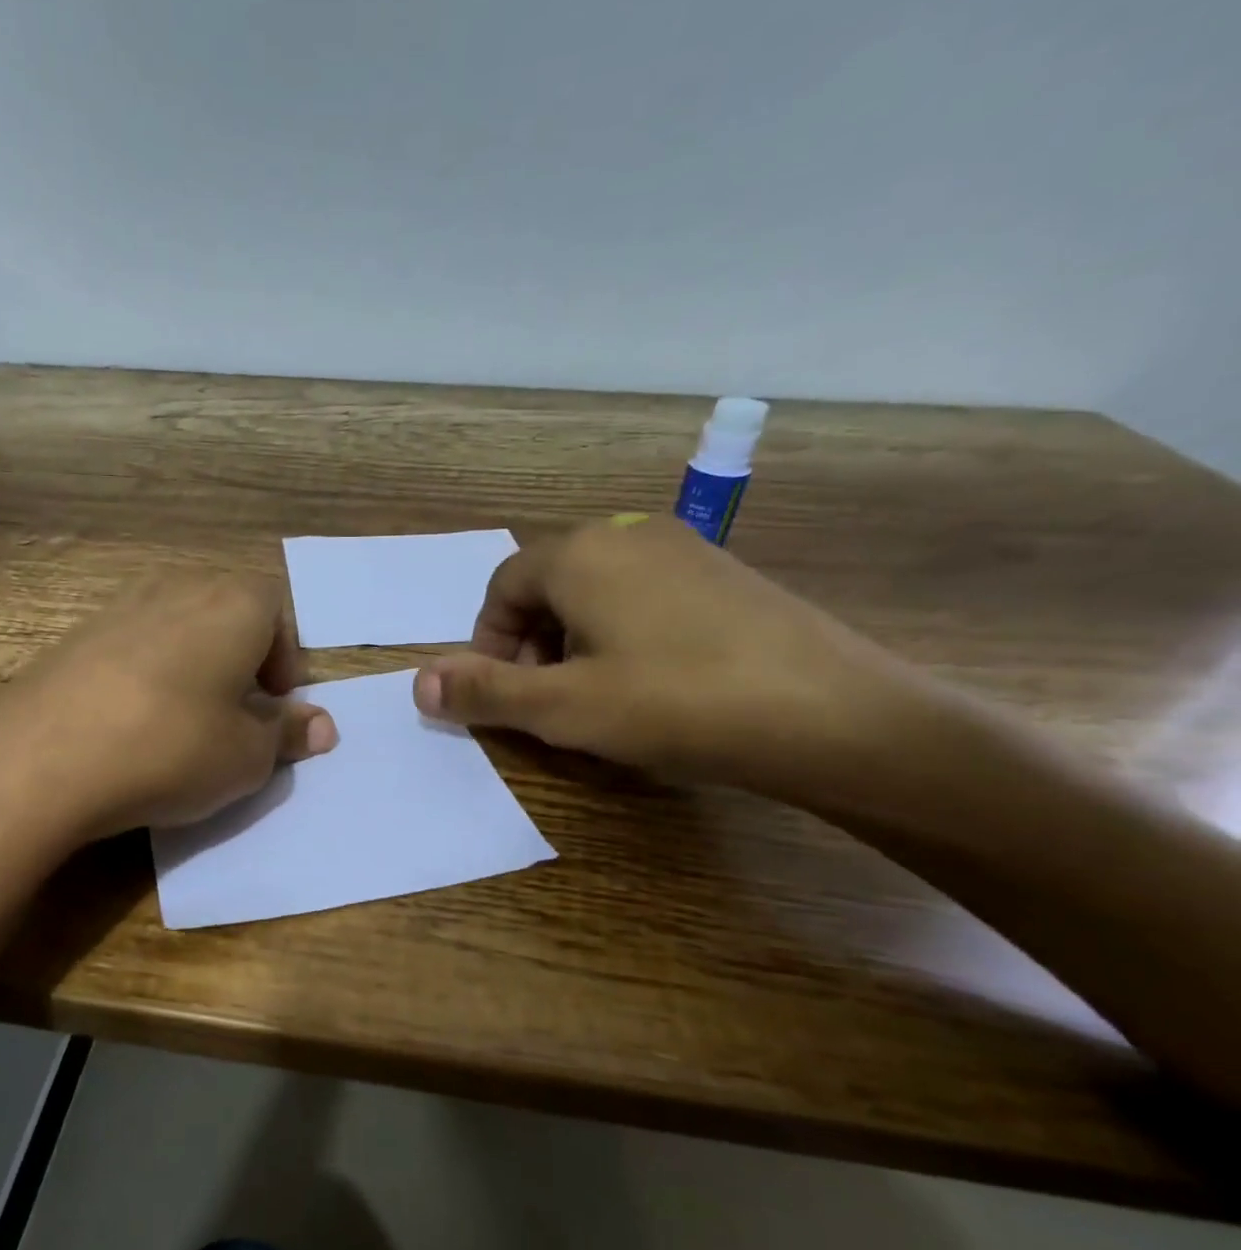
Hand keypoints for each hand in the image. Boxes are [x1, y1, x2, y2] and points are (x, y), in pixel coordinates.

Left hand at [0, 572, 337, 843]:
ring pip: (177, 625)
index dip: (284, 659)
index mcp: (233, 604)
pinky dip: (146, 673)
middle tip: (236, 712)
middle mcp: (178, 588)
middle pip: (226, 610)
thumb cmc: (171, 748)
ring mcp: (120, 606)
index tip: (273, 705)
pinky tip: (131, 722)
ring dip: (193, 664)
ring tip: (184, 719)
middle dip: (241, 657)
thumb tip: (322, 726)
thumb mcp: (247, 757)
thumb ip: (288, 734)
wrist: (42, 758)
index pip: (277, 610)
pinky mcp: (75, 634)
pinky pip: (131, 644)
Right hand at [412, 515, 910, 798]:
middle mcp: (628, 534)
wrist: (834, 715)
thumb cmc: (676, 704)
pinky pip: (645, 596)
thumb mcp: (563, 708)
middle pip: (547, 585)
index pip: (501, 587)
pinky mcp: (726, 575)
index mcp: (580, 554)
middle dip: (530, 644)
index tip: (503, 695)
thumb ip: (485, 692)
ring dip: (574, 642)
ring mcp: (684, 550)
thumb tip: (416, 682)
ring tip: (597, 698)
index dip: (487, 643)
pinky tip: (654, 684)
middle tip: (547, 702)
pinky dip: (623, 635)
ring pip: (597, 591)